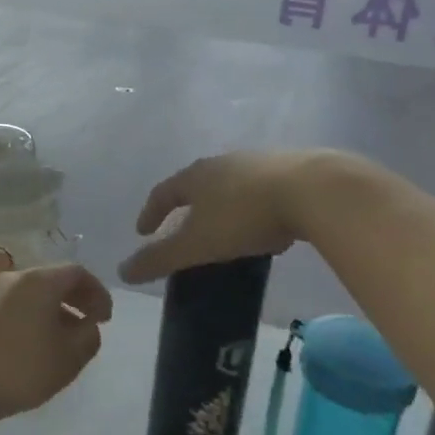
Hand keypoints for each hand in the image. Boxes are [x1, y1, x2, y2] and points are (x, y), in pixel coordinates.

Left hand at [0, 263, 112, 428]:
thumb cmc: (20, 368)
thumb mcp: (69, 358)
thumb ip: (89, 336)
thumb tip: (89, 324)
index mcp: (40, 280)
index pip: (78, 272)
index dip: (98, 292)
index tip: (106, 319)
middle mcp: (16, 277)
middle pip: (55, 279)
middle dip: (77, 299)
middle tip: (90, 325)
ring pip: (35, 292)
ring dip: (56, 309)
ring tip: (66, 340)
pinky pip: (18, 303)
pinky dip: (35, 315)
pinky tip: (38, 344)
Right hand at [118, 150, 346, 283]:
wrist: (313, 190)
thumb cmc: (244, 216)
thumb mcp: (197, 244)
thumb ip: (160, 259)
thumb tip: (122, 272)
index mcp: (196, 176)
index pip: (164, 192)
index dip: (151, 212)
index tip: (142, 231)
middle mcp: (224, 162)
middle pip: (197, 184)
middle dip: (187, 207)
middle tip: (183, 229)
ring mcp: (259, 162)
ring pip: (231, 185)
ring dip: (222, 205)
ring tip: (225, 229)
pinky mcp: (292, 169)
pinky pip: (262, 190)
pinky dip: (254, 207)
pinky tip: (266, 226)